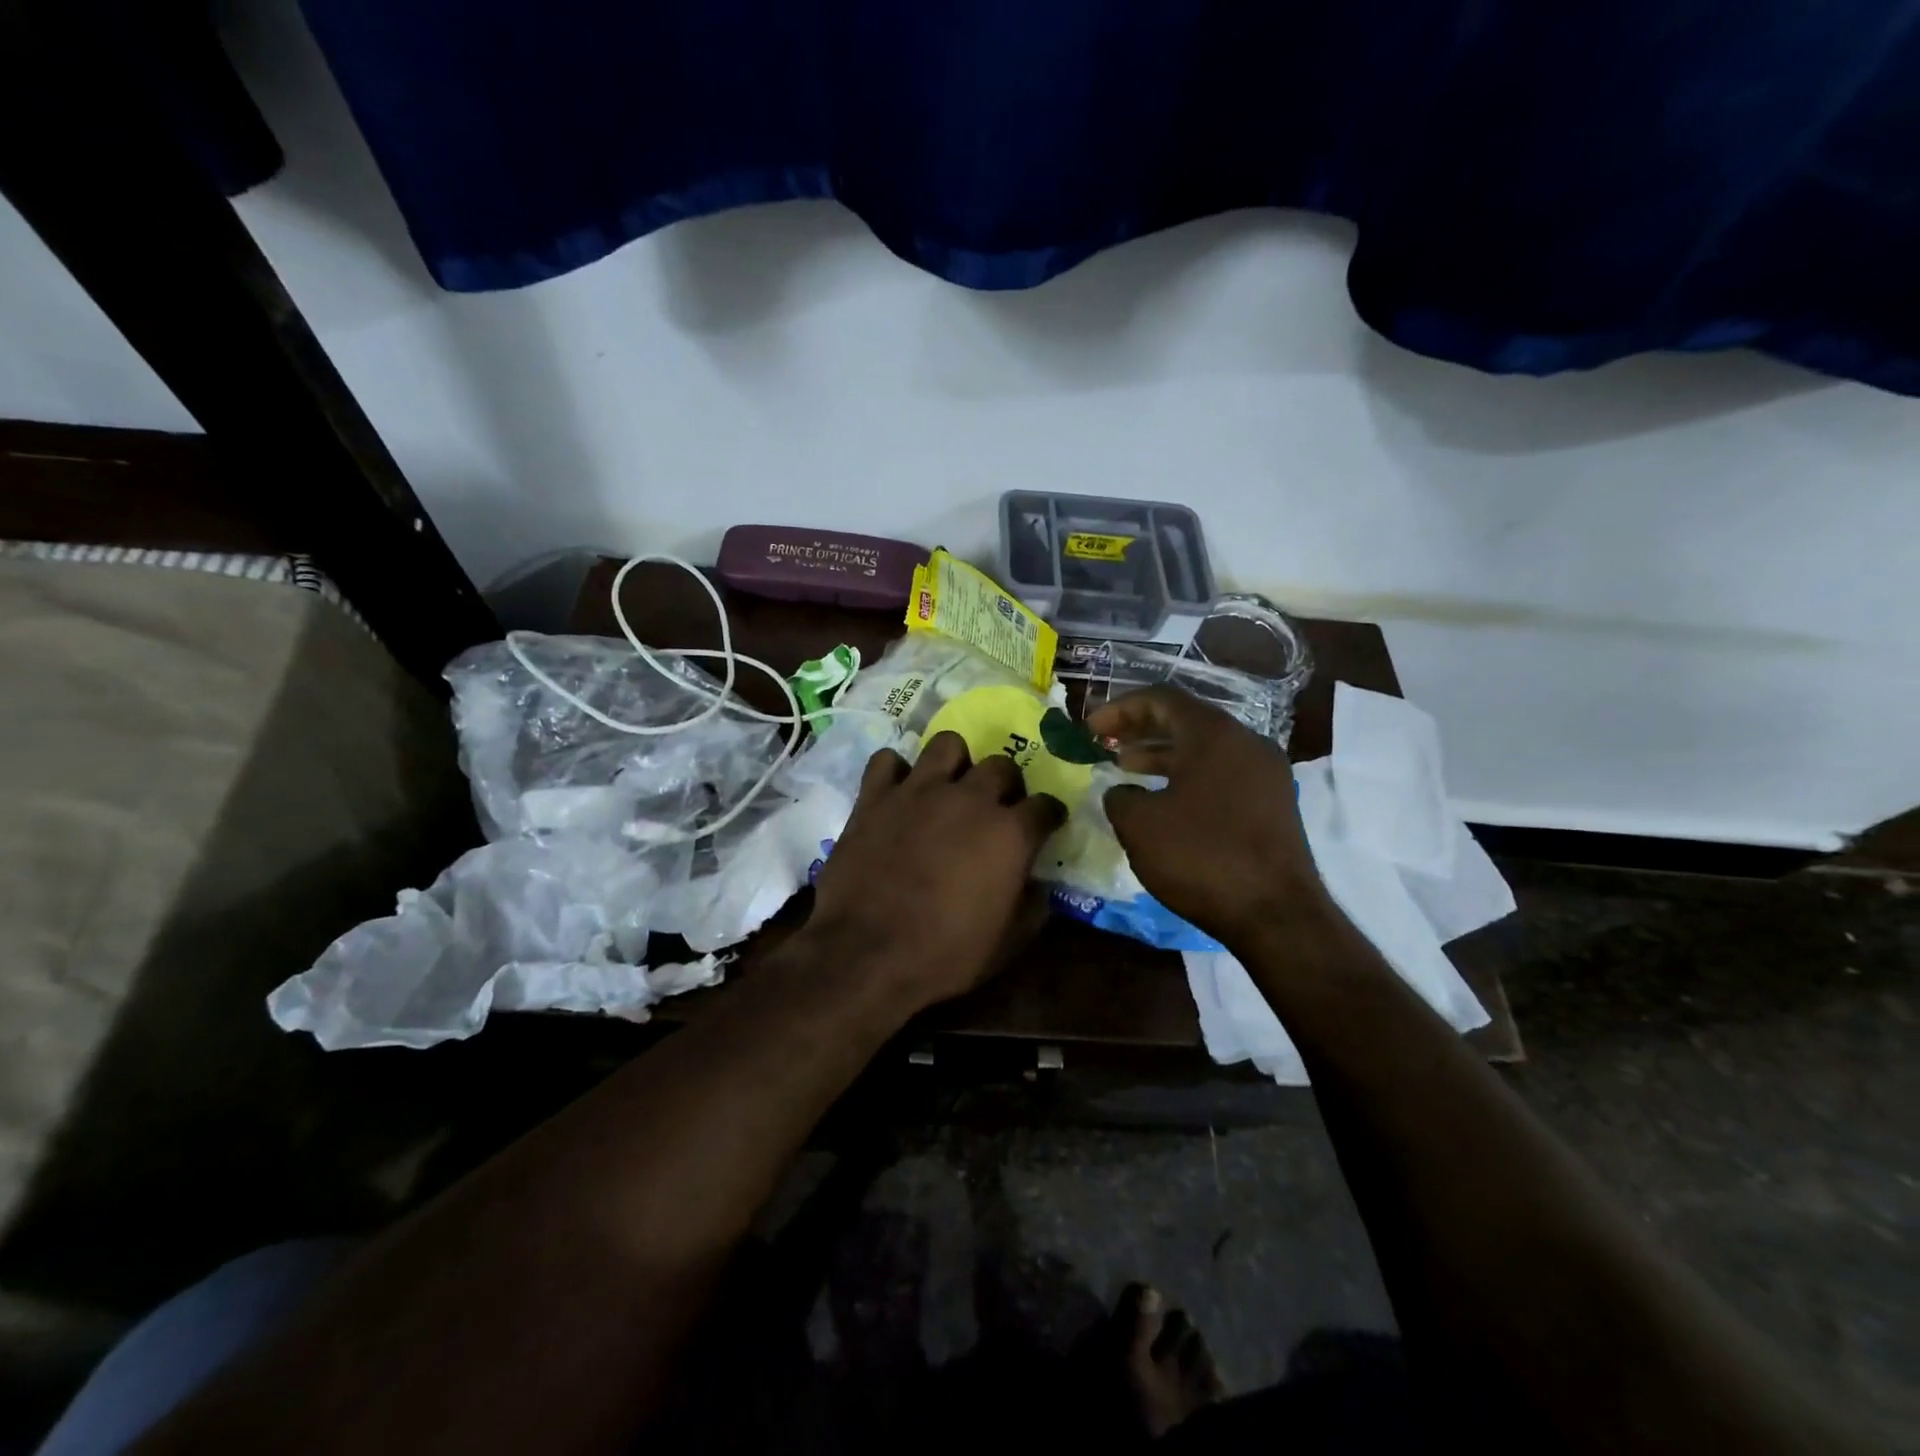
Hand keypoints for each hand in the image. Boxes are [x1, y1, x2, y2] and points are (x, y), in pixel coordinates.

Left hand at [808, 732, 1066, 1011]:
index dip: (1047, 816)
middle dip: (1006, 784)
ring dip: (955, 763)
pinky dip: (895, 772)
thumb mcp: (1006, 945)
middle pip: (1001, 766)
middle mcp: (970, 798)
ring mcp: (919, 791)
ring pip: (948, 744)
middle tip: (996, 807)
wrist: (865, 955)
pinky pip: (888, 760)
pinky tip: (898, 792)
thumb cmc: (944, 956)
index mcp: (1010, 833)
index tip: (1044, 825)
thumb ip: (1032, 907)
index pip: (1045, 806)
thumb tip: (1039, 886)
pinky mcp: (875, 796)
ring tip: (949, 786)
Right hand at [1087, 686, 1329, 949]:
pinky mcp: (1272, 805)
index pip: (1161, 699)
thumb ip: (1119, 797)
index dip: (1119, 709)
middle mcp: (1246, 743)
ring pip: (1204, 750)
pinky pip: (1220, 774)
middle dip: (1140, 728)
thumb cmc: (1201, 857)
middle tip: (1104, 742)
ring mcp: (1265, 774)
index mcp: (1214, 735)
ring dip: (1161, 754)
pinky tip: (1162, 801)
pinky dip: (1186, 777)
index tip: (1089, 728)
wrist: (1276, 914)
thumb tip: (1122, 793)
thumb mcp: (1140, 825)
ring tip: (1126, 769)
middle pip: (1185, 720)